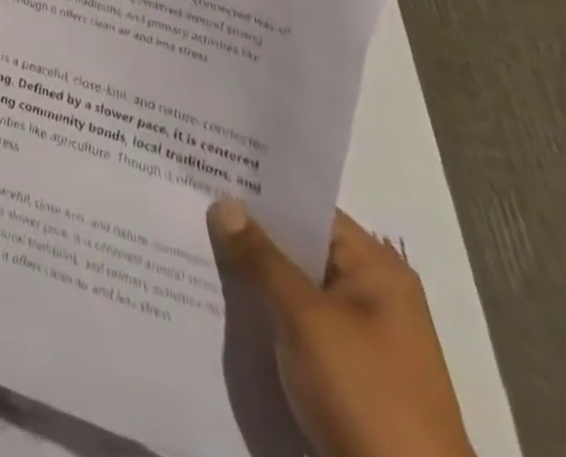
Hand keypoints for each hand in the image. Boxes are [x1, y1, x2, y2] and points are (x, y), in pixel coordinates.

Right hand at [208, 200, 474, 456]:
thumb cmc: (365, 394)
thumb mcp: (306, 318)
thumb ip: (261, 257)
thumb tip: (225, 202)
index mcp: (376, 270)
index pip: (308, 208)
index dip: (260, 190)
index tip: (209, 171)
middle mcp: (370, 294)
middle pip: (298, 246)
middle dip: (247, 231)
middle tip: (189, 202)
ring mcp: (357, 336)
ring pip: (290, 286)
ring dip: (250, 273)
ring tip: (189, 242)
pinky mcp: (341, 372)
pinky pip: (292, 322)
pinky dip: (261, 310)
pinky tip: (217, 298)